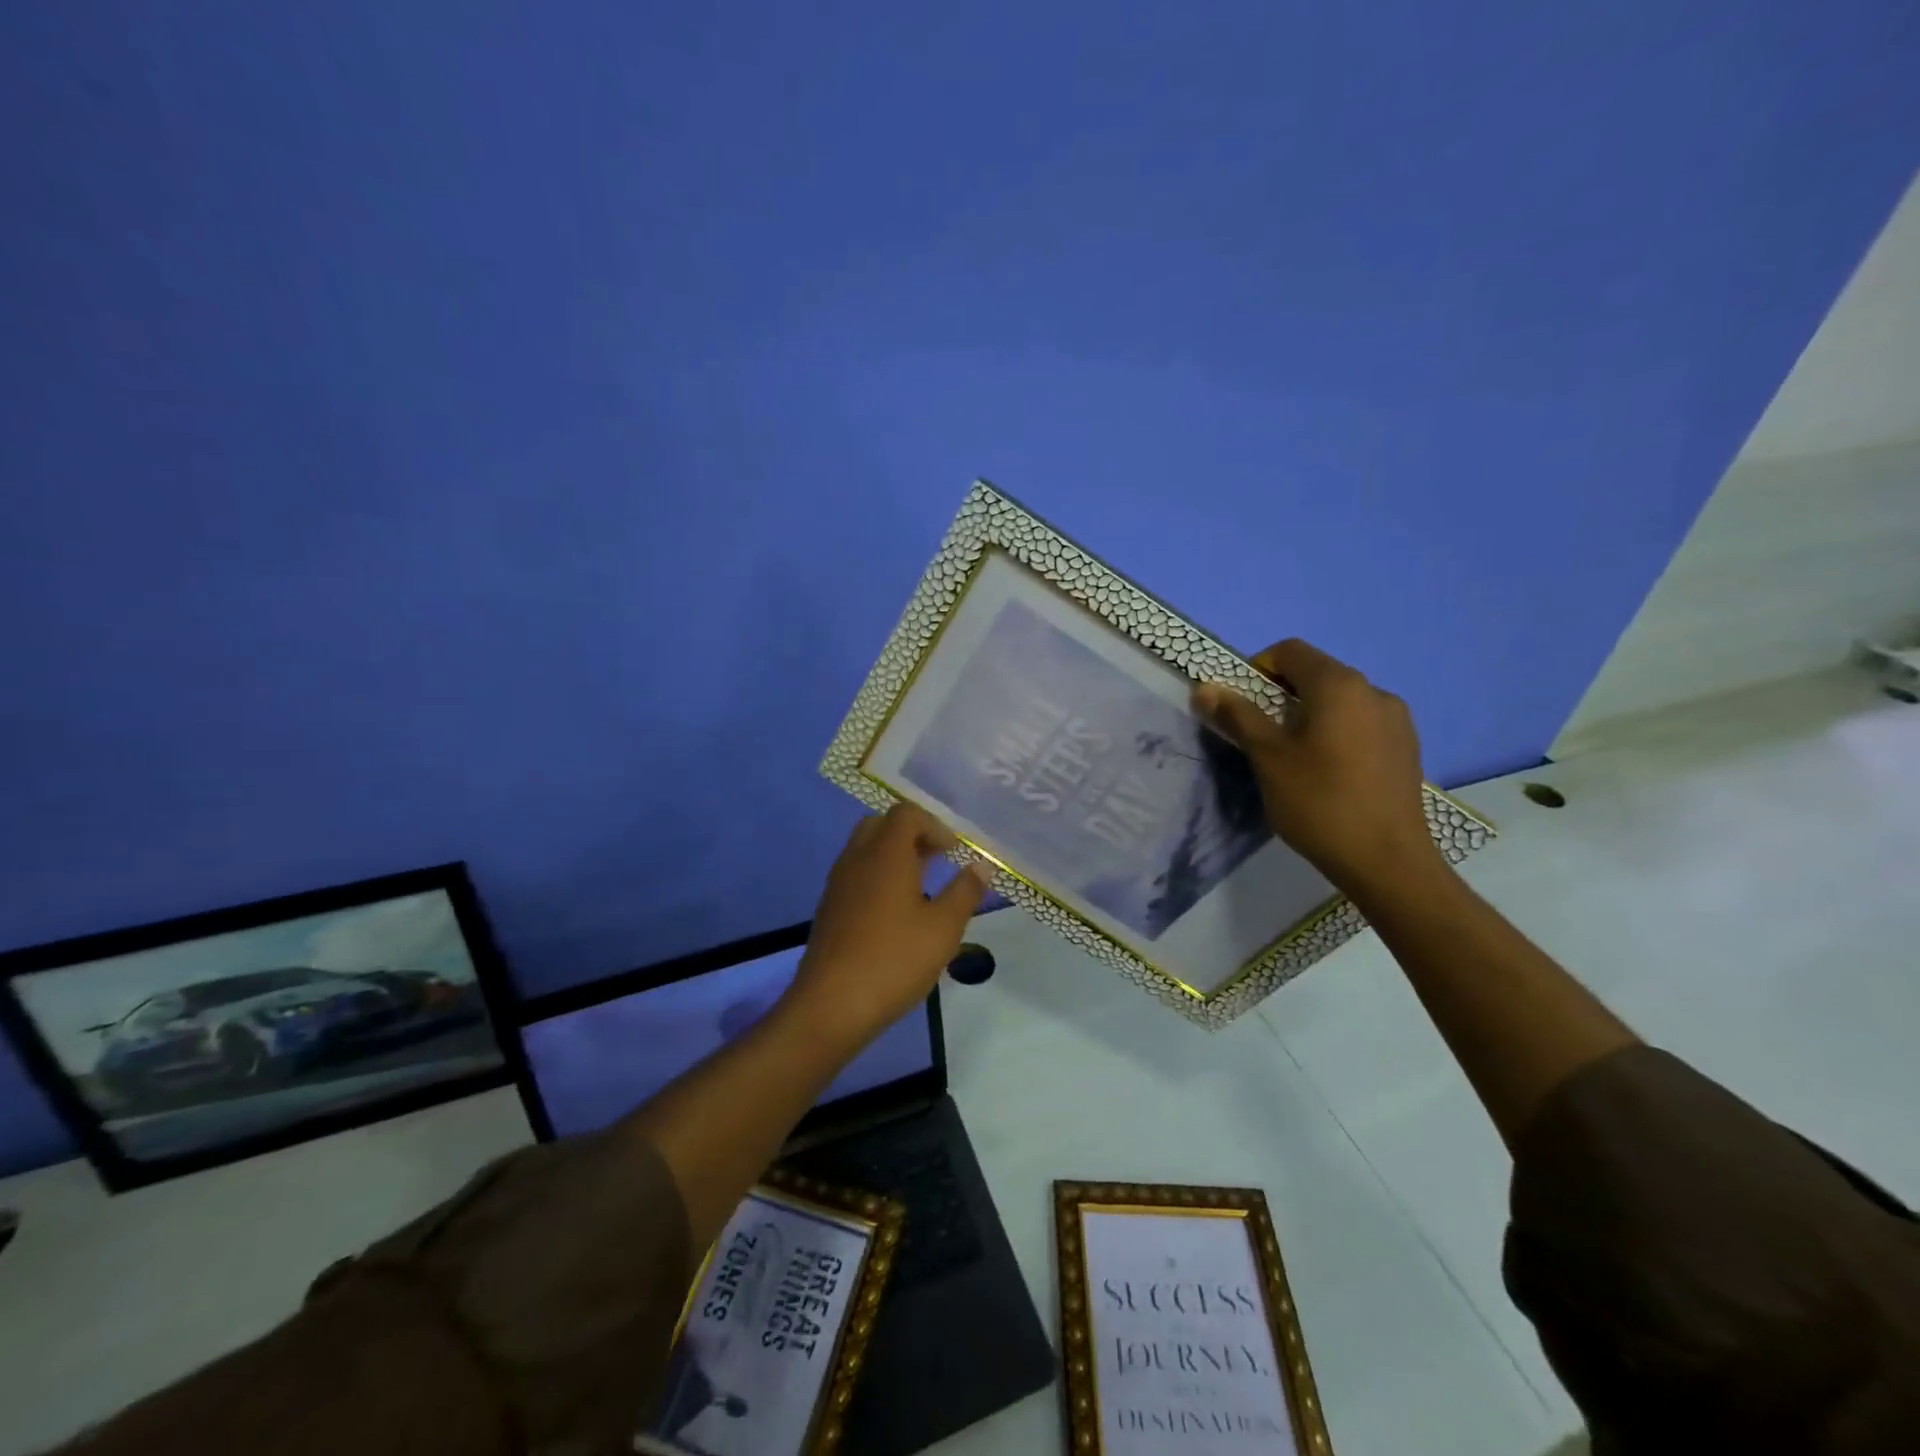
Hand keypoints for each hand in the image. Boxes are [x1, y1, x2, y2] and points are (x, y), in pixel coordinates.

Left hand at [786, 802, 994, 1044]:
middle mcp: (857, 859)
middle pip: (882, 825)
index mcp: (885, 854)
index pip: (905, 814)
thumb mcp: (943, 928)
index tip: (954, 852)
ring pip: (865, 850)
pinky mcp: (829, 909)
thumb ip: (965, 892)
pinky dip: (878, 877)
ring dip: (894, 856)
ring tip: (921, 886)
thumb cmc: (894, 960)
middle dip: (912, 834)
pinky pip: (855, 874)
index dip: (933, 825)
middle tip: (937, 859)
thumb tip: (982, 865)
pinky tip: (896, 912)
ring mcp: (838, 884)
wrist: (831, 1005)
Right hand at [1194, 639, 1440, 895]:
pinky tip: (1329, 773)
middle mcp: (1374, 691)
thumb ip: (1237, 716)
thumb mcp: (1267, 758)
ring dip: (1309, 715)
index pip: (1290, 651)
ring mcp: (1396, 720)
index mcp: (1339, 685)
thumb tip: (1204, 688)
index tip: (1242, 707)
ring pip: (1340, 701)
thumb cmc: (1319, 803)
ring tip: (1295, 758)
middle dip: (1281, 695)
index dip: (1257, 669)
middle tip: (1261, 736)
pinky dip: (1336, 733)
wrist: (1386, 862)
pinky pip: (1361, 724)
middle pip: (1316, 674)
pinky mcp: (1406, 748)